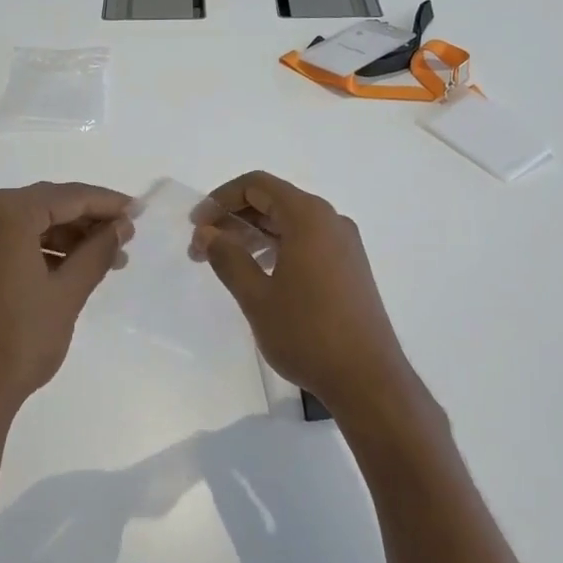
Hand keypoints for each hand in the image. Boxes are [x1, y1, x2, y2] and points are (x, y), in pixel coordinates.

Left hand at [0, 183, 133, 438]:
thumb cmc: (20, 339)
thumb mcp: (68, 292)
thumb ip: (98, 251)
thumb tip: (122, 226)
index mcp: (5, 212)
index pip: (68, 196)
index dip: (107, 203)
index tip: (138, 211)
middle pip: (45, 205)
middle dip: (86, 222)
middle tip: (125, 239)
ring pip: (26, 224)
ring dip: (65, 238)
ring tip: (105, 261)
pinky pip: (7, 242)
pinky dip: (39, 250)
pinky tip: (69, 269)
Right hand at [191, 172, 413, 418]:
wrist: (366, 377)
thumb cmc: (306, 333)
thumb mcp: (256, 296)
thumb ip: (228, 258)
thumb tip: (207, 233)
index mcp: (308, 217)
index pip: (257, 185)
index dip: (220, 199)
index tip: (196, 227)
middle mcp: (330, 221)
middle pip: (274, 200)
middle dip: (234, 219)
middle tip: (202, 248)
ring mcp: (344, 244)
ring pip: (290, 223)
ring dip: (254, 234)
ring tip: (225, 262)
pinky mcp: (350, 266)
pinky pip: (307, 241)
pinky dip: (277, 247)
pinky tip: (259, 273)